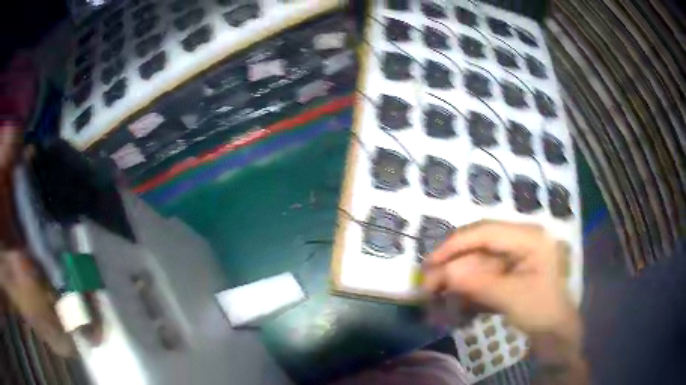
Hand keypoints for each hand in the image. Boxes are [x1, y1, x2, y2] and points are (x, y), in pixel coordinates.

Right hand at [422, 220, 577, 336]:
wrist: (553, 330)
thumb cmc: (541, 310)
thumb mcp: (511, 297)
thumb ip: (478, 284)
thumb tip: (443, 274)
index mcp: (529, 237)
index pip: (487, 231)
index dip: (456, 244)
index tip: (431, 261)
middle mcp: (520, 239)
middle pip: (478, 244)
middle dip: (453, 263)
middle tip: (428, 282)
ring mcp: (513, 254)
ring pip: (476, 259)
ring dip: (456, 276)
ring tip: (435, 293)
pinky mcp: (507, 268)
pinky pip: (481, 272)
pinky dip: (466, 285)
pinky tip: (454, 297)